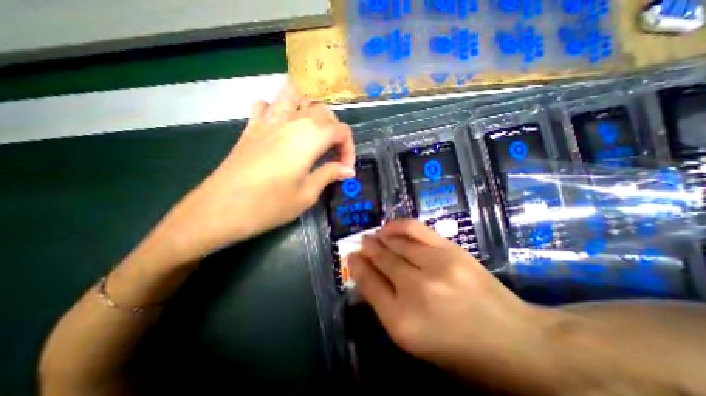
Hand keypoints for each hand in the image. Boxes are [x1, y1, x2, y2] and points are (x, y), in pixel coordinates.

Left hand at [158, 84, 355, 262]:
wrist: (219, 210)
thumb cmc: (269, 205)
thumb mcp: (307, 195)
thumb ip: (329, 175)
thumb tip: (348, 170)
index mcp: (309, 138)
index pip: (341, 131)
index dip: (349, 149)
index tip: (345, 169)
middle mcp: (291, 122)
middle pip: (323, 111)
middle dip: (335, 131)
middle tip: (332, 154)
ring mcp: (268, 121)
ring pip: (295, 96)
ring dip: (309, 110)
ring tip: (312, 132)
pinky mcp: (251, 127)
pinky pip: (266, 105)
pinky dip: (278, 110)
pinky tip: (281, 128)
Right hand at [347, 221, 544, 381]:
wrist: (514, 340)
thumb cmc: (458, 348)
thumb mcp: (413, 338)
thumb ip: (384, 305)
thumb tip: (365, 274)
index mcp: (402, 321)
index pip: (369, 283)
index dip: (357, 266)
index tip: (350, 256)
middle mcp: (415, 289)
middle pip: (381, 260)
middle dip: (367, 249)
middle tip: (360, 242)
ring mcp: (435, 265)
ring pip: (396, 243)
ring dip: (380, 237)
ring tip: (373, 235)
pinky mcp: (451, 250)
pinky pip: (416, 230)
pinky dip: (398, 226)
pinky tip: (389, 227)